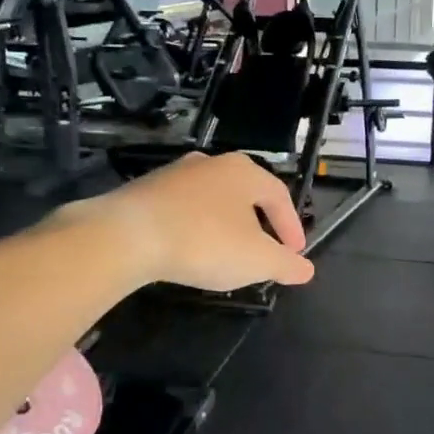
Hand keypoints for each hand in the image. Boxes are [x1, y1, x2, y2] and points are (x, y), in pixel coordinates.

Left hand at [68, 151, 315, 292]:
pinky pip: (183, 208)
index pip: (280, 196)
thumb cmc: (204, 242)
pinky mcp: (146, 190)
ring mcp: (176, 174)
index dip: (291, 227)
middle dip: (259, 223)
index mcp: (244, 172)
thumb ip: (285, 264)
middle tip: (263, 250)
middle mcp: (212, 164)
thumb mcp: (256, 260)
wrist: (126, 235)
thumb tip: (306, 269)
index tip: (294, 253)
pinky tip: (190, 248)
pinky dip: (195, 226)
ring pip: (213, 199)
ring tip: (226, 252)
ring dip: (225, 224)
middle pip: (246, 193)